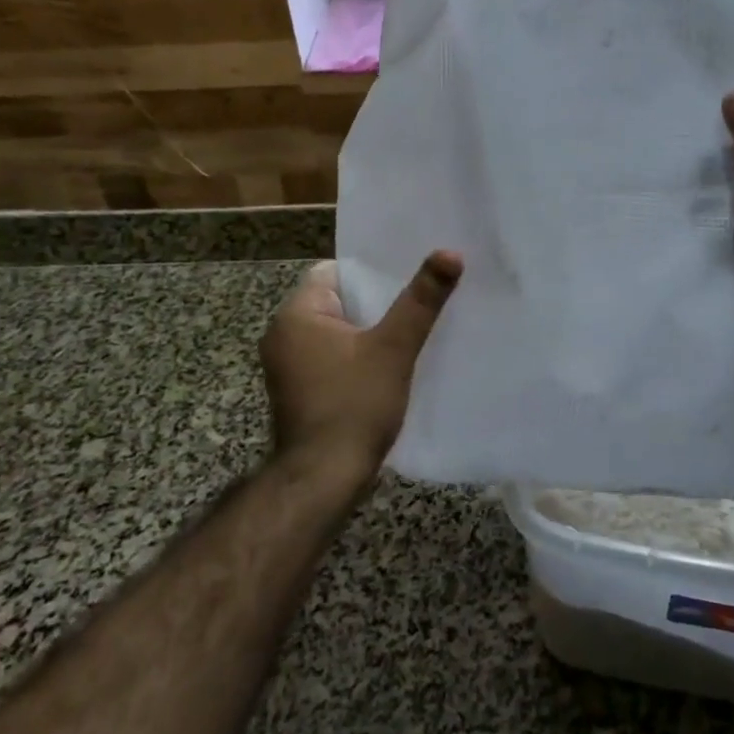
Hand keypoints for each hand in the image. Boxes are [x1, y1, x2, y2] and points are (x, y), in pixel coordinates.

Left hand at [259, 252, 462, 480]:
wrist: (323, 481)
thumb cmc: (354, 406)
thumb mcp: (394, 348)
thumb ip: (421, 300)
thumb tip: (450, 252)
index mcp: (295, 315)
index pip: (335, 272)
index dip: (373, 272)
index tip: (408, 277)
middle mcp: (282, 335)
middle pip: (338, 302)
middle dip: (376, 303)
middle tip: (419, 301)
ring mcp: (287, 367)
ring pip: (337, 333)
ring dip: (368, 333)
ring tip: (410, 331)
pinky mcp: (298, 392)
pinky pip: (332, 359)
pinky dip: (356, 358)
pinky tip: (387, 367)